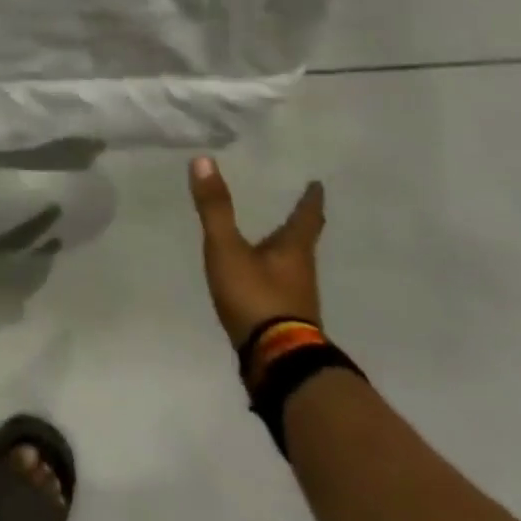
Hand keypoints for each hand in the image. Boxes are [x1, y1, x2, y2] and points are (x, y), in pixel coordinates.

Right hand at [188, 155, 325, 348]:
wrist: (275, 360)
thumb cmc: (255, 296)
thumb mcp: (227, 249)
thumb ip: (215, 208)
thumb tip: (204, 160)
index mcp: (293, 249)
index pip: (307, 217)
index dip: (311, 200)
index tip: (317, 185)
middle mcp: (301, 271)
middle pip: (303, 242)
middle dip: (298, 225)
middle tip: (295, 208)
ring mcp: (296, 298)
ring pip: (293, 266)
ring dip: (285, 251)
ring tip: (271, 240)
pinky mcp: (284, 319)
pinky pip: (280, 287)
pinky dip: (272, 275)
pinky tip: (258, 279)